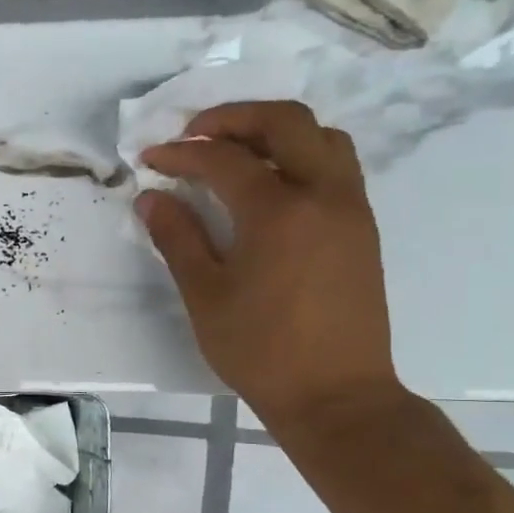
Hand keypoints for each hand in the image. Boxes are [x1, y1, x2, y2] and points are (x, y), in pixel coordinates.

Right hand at [138, 100, 402, 431]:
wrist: (335, 394)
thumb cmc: (260, 350)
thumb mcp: (205, 295)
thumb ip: (177, 238)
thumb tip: (151, 198)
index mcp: (279, 211)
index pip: (224, 159)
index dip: (182, 153)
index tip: (150, 159)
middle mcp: (323, 194)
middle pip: (285, 123)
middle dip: (235, 117)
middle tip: (195, 134)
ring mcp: (351, 208)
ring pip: (322, 137)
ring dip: (275, 131)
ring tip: (236, 152)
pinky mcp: (362, 228)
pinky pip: (336, 165)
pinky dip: (300, 155)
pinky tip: (269, 185)